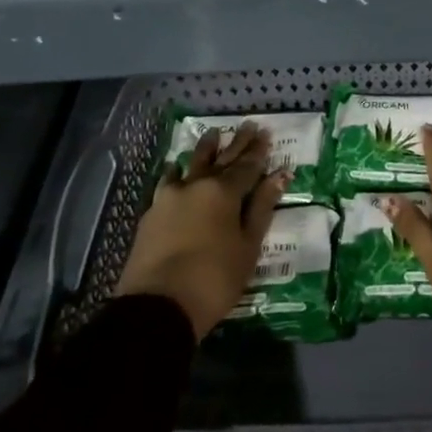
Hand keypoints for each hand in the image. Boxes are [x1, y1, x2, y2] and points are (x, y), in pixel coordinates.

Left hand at [114, 122, 287, 340]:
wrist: (157, 306)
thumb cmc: (214, 279)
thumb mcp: (248, 246)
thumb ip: (261, 207)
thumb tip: (280, 175)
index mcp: (224, 192)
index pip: (247, 166)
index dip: (259, 151)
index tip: (266, 134)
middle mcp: (197, 185)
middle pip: (222, 159)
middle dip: (237, 143)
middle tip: (249, 125)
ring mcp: (170, 197)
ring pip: (191, 164)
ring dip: (205, 149)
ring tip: (213, 134)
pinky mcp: (152, 213)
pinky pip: (167, 181)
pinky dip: (176, 172)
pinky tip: (176, 169)